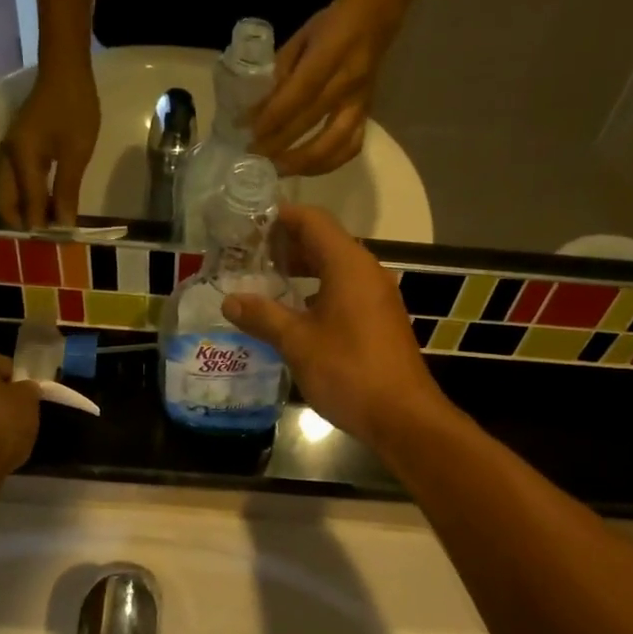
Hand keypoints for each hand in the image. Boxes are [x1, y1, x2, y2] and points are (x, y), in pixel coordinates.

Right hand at [0, 65, 99, 228]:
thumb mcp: (76, 153)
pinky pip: (14, 181)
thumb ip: (67, 190)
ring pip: (6, 193)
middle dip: (22, 222)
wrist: (65, 71)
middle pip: (3, 202)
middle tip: (48, 237)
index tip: (59, 242)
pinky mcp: (17, 147)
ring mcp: (9, 152)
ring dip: (22, 210)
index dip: (41, 226)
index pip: (27, 205)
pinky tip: (46, 203)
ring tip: (48, 223)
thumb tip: (62, 224)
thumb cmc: (74, 109)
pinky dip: (25, 197)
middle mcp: (7, 158)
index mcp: (20, 159)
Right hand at [220, 205, 446, 448]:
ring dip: (301, 270)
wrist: (402, 416)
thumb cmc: (348, 371)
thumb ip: (262, 316)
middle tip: (248, 256)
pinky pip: (344, 291)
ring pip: (334, 268)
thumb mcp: (297, 343)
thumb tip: (230, 300)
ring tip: (265, 283)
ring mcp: (376, 297)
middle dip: (286, 245)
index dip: (280, 217)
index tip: (248, 225)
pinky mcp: (379, 320)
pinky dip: (317, 291)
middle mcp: (366, 272)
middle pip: (323, 241)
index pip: (312, 220)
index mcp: (348, 265)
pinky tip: (293, 314)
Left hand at [249, 0, 402, 176]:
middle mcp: (348, 83)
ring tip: (277, 169)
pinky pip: (351, 148)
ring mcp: (360, 103)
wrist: (376, 17)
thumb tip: (256, 107)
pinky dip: (328, 164)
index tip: (249, 132)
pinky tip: (306, 168)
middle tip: (253, 157)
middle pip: (311, 122)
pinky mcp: (367, 115)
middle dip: (279, 144)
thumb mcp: (301, 37)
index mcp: (330, 55)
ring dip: (303, 163)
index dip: (273, 117)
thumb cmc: (332, 25)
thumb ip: (280, 71)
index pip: (299, 93)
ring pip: (334, 144)